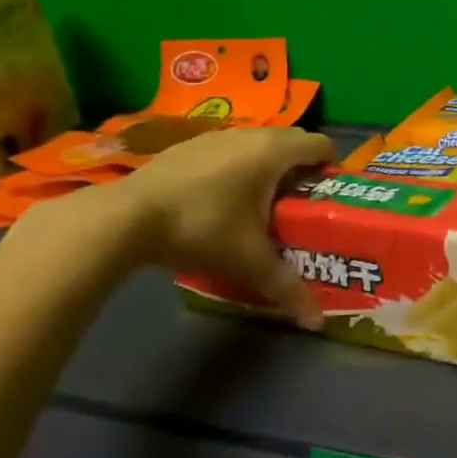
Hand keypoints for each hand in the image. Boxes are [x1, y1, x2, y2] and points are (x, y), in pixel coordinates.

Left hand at [110, 126, 335, 324]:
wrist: (124, 217)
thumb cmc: (201, 229)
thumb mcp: (248, 262)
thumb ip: (287, 288)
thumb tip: (317, 322)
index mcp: (275, 152)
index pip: (322, 145)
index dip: (331, 168)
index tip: (328, 196)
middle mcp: (251, 135)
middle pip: (293, 142)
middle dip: (302, 169)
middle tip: (300, 205)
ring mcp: (217, 136)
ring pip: (259, 144)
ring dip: (269, 167)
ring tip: (262, 205)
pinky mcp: (189, 144)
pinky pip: (230, 149)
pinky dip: (238, 166)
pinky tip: (221, 200)